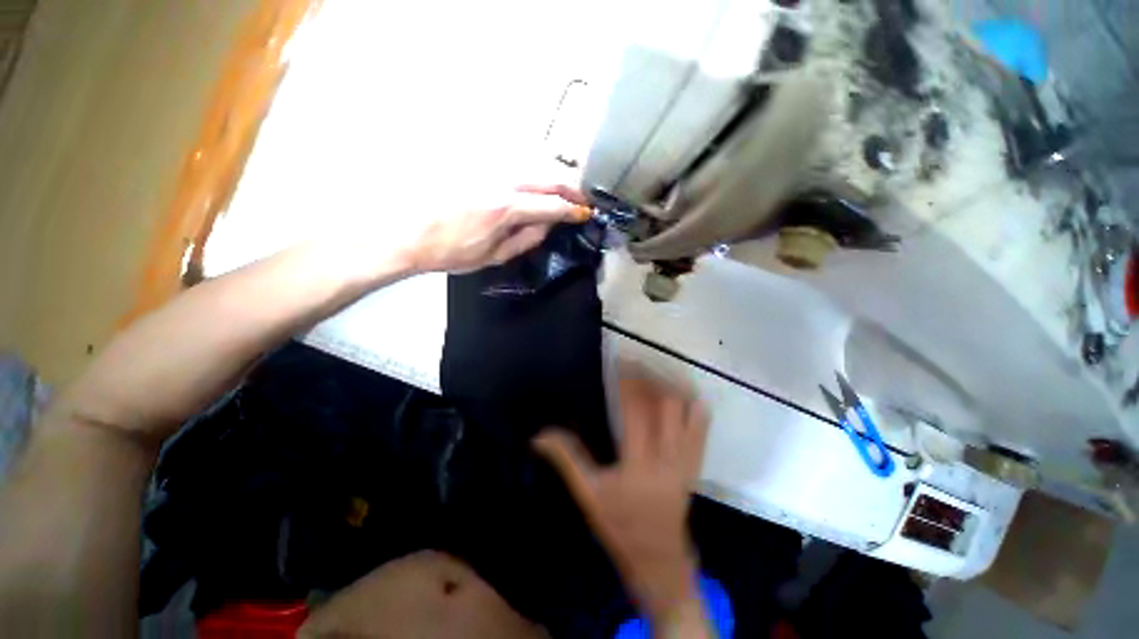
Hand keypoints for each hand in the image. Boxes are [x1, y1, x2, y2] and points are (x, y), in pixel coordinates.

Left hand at [407, 184, 589, 273]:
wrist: (409, 233)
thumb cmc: (451, 252)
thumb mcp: (494, 256)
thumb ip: (527, 239)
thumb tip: (548, 225)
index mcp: (506, 208)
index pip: (553, 205)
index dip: (573, 210)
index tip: (586, 214)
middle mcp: (502, 181)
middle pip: (548, 177)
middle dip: (571, 189)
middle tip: (581, 201)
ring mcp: (488, 169)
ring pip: (534, 167)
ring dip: (554, 180)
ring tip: (563, 195)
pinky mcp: (477, 166)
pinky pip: (515, 167)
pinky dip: (533, 176)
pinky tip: (535, 187)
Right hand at [533, 370, 709, 620]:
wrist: (660, 560)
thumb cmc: (620, 527)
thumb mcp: (588, 495)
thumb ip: (567, 459)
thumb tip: (540, 434)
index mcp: (638, 465)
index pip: (635, 411)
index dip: (628, 381)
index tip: (620, 360)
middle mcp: (668, 457)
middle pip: (665, 404)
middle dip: (650, 375)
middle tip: (635, 359)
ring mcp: (687, 459)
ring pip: (686, 410)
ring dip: (671, 384)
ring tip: (655, 367)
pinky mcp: (696, 462)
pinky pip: (701, 426)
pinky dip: (692, 403)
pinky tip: (682, 389)